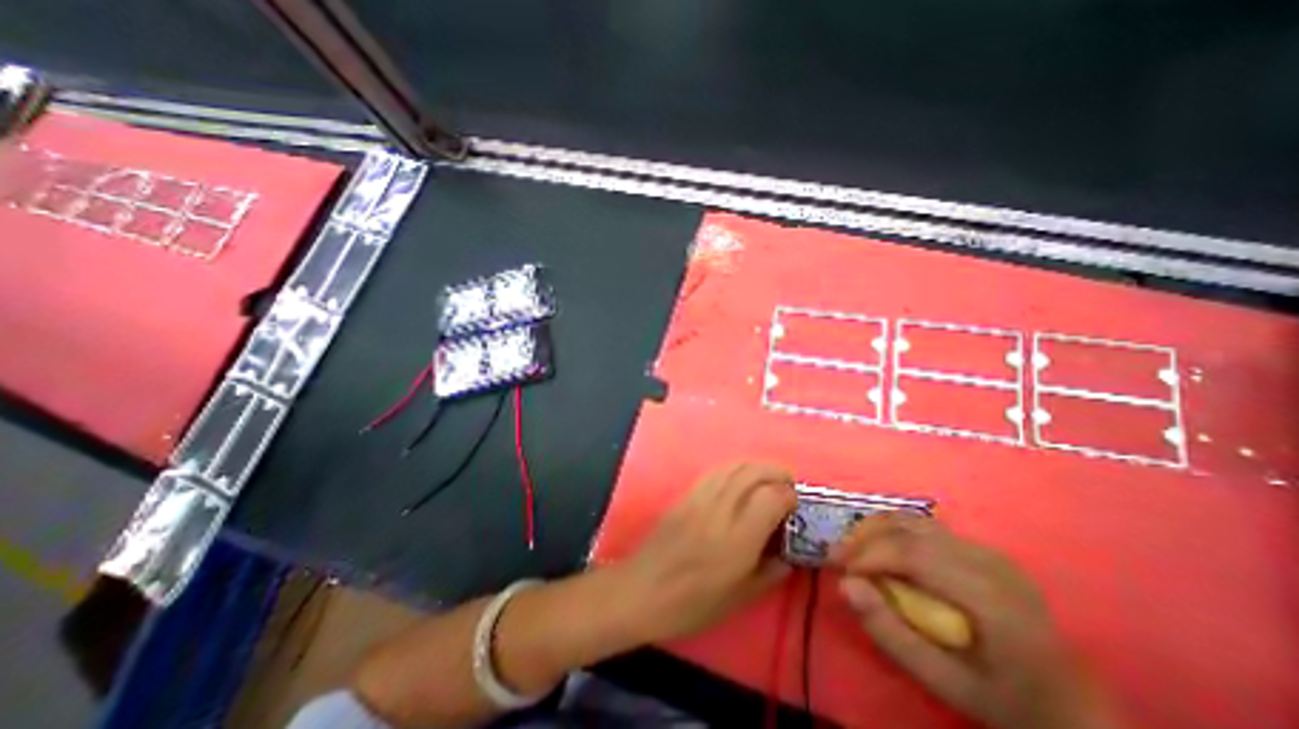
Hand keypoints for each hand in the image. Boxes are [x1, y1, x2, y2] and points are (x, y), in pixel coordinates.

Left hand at [612, 460, 804, 642]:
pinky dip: (733, 470)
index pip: (771, 497)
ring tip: (767, 478)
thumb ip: (769, 574)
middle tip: (788, 484)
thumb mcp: (738, 600)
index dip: (789, 495)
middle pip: (752, 472)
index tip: (795, 505)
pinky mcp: (685, 495)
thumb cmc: (691, 604)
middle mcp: (720, 510)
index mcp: (738, 539)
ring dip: (755, 466)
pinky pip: (714, 473)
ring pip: (732, 466)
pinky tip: (738, 481)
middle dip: (776, 472)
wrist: (642, 590)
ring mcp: (699, 498)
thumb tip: (788, 557)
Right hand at [831, 513, 1128, 728]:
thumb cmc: (1005, 700)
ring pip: (912, 520)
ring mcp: (986, 550)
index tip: (835, 569)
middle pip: (908, 528)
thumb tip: (845, 585)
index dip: (867, 554)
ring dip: (874, 531)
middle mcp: (988, 560)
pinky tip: (880, 552)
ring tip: (852, 553)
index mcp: (989, 595)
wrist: (1069, 705)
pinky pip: (923, 527)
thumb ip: (890, 632)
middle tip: (835, 558)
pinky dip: (891, 533)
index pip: (912, 553)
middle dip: (863, 538)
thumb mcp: (944, 682)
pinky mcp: (979, 548)